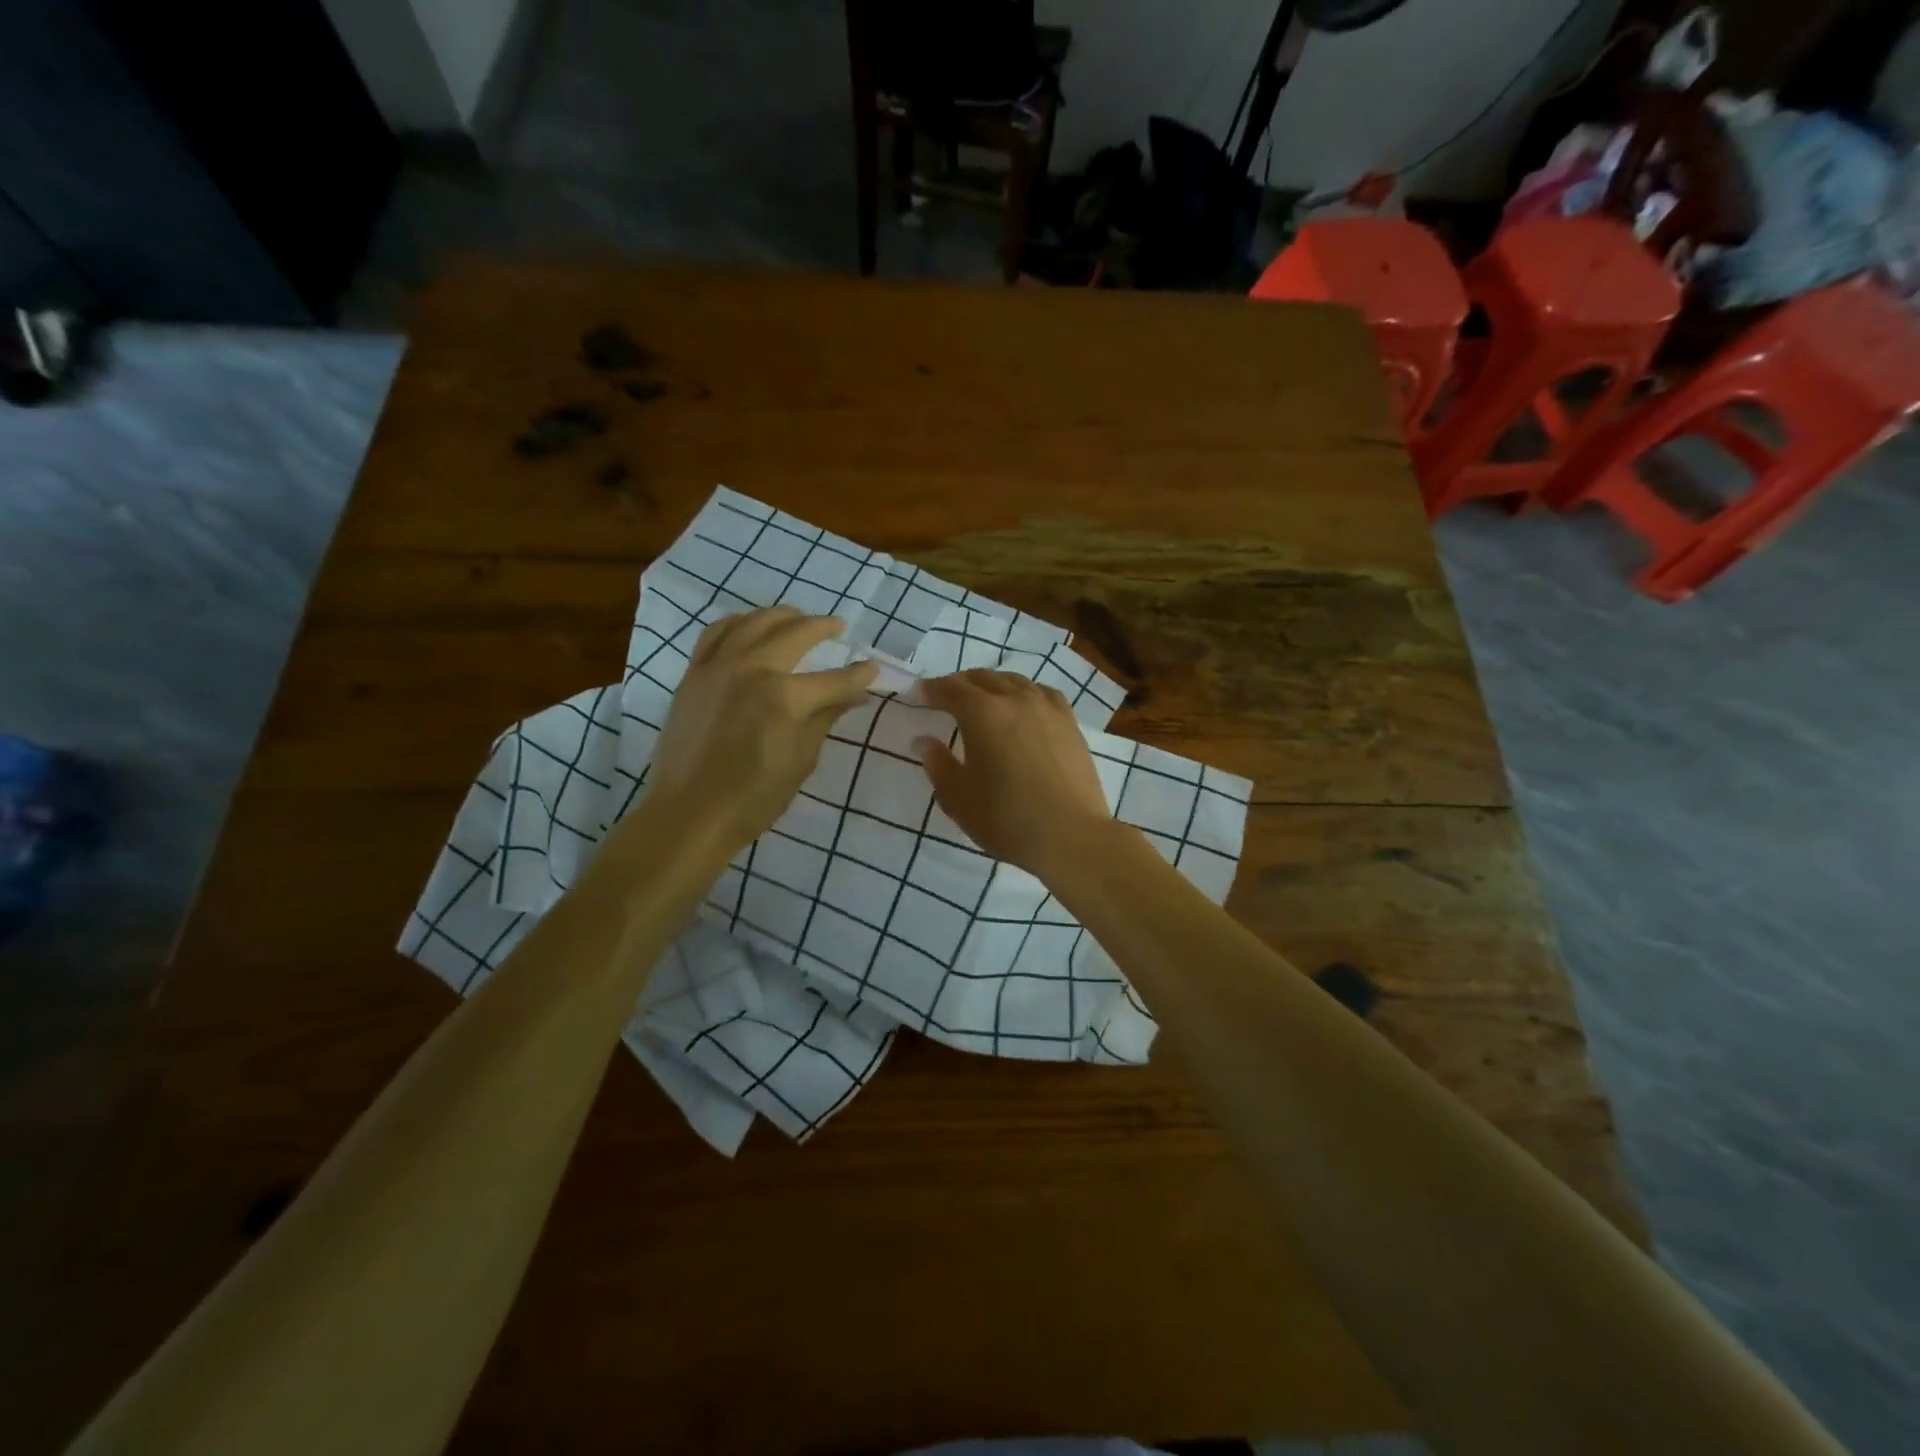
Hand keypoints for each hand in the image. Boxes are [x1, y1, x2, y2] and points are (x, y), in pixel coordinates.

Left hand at [643, 608, 877, 852]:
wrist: (689, 813)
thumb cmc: (754, 797)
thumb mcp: (802, 759)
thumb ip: (826, 718)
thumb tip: (853, 695)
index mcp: (785, 697)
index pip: (834, 679)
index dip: (859, 675)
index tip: (873, 668)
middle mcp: (751, 669)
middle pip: (795, 634)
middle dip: (822, 627)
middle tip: (838, 626)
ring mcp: (718, 666)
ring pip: (753, 622)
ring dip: (781, 616)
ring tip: (797, 618)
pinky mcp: (694, 673)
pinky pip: (717, 633)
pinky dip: (739, 623)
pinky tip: (750, 626)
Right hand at [915, 670, 1116, 878]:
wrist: (1071, 835)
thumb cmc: (1006, 819)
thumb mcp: (959, 798)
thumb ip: (938, 764)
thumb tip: (924, 741)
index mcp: (983, 713)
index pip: (951, 689)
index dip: (931, 689)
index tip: (918, 695)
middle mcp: (1016, 699)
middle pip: (983, 679)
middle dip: (960, 684)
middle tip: (946, 698)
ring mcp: (1048, 708)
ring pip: (1014, 681)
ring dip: (992, 685)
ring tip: (983, 700)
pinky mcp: (1070, 723)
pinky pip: (1042, 694)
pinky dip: (1024, 693)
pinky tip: (1024, 708)